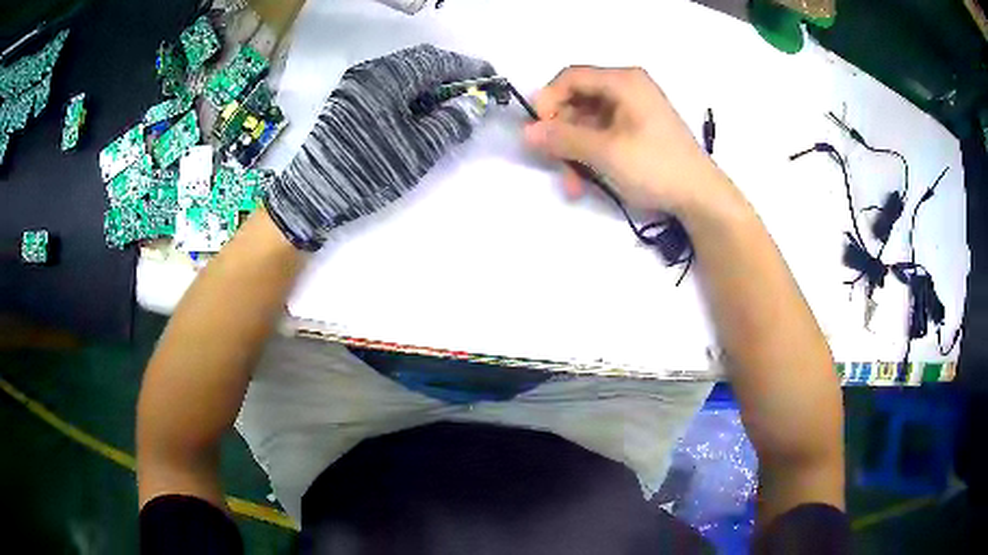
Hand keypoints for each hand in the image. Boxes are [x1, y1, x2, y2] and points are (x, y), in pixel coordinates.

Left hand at [266, 45, 493, 249]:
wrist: (313, 195)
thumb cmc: (369, 170)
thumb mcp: (419, 149)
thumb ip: (453, 121)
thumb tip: (477, 103)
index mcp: (390, 76)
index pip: (441, 62)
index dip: (471, 69)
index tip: (494, 80)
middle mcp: (372, 70)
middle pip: (421, 61)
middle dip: (451, 74)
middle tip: (472, 94)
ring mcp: (356, 83)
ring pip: (404, 72)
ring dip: (430, 82)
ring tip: (449, 104)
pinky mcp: (348, 99)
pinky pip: (388, 83)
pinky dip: (410, 90)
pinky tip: (419, 109)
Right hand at [524, 66, 726, 215]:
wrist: (700, 197)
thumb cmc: (655, 166)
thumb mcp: (605, 152)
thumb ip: (563, 139)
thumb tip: (526, 133)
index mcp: (623, 81)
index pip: (570, 77)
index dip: (548, 101)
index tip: (537, 131)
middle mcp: (627, 89)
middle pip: (578, 100)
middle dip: (562, 134)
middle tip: (554, 163)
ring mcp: (634, 110)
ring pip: (587, 122)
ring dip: (574, 151)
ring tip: (573, 183)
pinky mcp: (638, 131)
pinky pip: (603, 135)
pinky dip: (591, 155)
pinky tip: (586, 181)